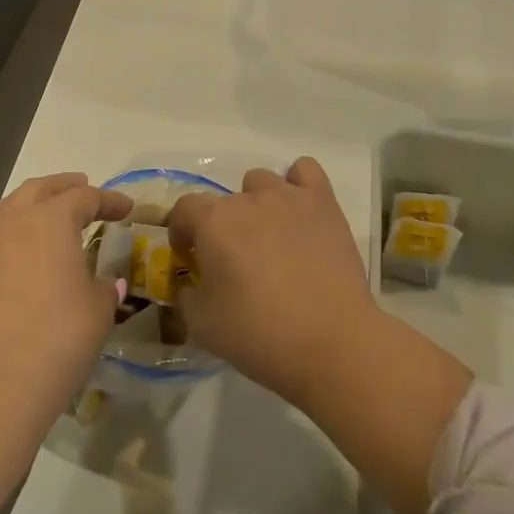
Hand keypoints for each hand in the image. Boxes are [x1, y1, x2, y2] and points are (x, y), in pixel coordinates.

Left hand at [0, 173, 132, 456]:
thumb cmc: (55, 342)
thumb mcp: (96, 313)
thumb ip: (103, 289)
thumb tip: (106, 282)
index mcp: (49, 221)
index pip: (84, 198)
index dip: (109, 201)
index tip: (126, 208)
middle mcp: (10, 222)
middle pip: (39, 189)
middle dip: (65, 186)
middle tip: (85, 188)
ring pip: (4, 207)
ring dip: (29, 202)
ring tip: (43, 211)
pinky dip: (7, 234)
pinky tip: (16, 257)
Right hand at [168, 157, 377, 406]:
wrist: (332, 343)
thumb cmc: (259, 335)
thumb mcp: (201, 326)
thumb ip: (186, 296)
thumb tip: (189, 284)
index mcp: (214, 222)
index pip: (184, 208)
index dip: (182, 232)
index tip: (190, 258)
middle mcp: (249, 199)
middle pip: (225, 200)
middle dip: (222, 227)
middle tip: (234, 262)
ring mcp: (289, 197)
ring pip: (262, 182)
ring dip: (257, 204)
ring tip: (269, 239)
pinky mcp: (324, 204)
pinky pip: (306, 171)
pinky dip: (298, 185)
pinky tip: (299, 212)